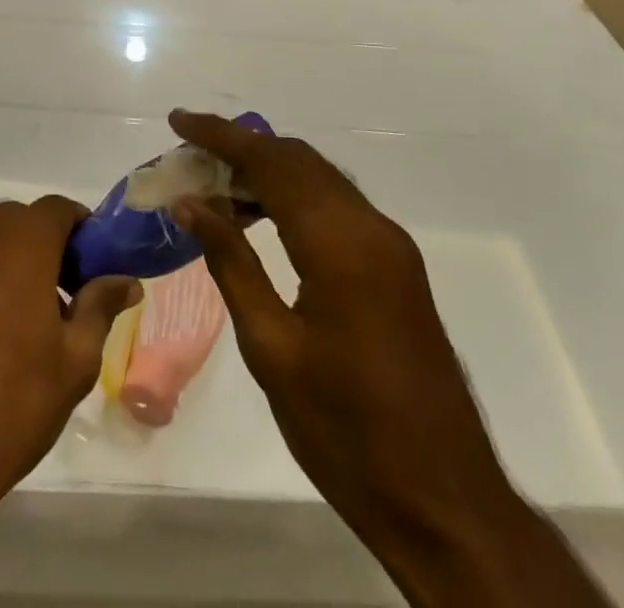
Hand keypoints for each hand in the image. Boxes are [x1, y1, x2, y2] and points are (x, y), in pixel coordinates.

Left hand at [0, 199, 140, 606]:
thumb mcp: (74, 360)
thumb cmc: (8, 402)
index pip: (62, 209)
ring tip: (29, 324)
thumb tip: (125, 280)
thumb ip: (100, 306)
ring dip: (15, 266)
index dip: (85, 233)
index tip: (98, 270)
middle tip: (69, 301)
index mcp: (22, 236)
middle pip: (25, 223)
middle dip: (50, 251)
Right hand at [170, 111, 608, 605]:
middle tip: (189, 156)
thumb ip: (231, 264)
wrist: (445, 503)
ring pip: (319, 179)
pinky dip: (293, 196)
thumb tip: (190, 204)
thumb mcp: (272, 350)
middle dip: (242, 147)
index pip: (271, 162)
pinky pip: (336, 206)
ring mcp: (390, 245)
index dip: (221, 135)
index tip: (178, 120)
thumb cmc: (347, 433)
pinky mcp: (396, 266)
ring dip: (267, 170)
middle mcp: (371, 228)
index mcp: (340, 244)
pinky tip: (259, 219)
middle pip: (298, 160)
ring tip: (214, 185)